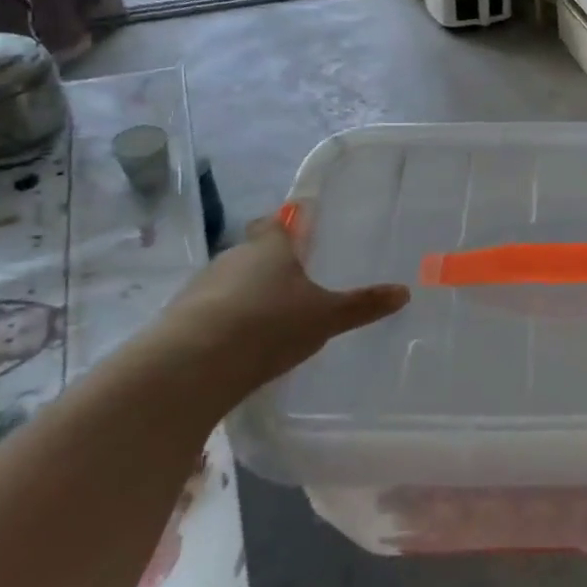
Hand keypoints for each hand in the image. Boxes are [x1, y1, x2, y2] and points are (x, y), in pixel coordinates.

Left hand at [153, 214, 409, 402]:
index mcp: (270, 248)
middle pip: (255, 252)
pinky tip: (242, 342)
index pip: (279, 222)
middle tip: (298, 280)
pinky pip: (213, 310)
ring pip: (232, 281)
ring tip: (272, 316)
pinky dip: (228, 319)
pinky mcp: (182, 317)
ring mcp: (203, 286)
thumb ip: (363, 305)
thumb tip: (404, 292)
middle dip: (273, 263)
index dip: (290, 222)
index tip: (301, 224)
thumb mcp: (327, 317)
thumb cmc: (270, 325)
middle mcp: (234, 257)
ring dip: (249, 293)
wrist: (193, 364)